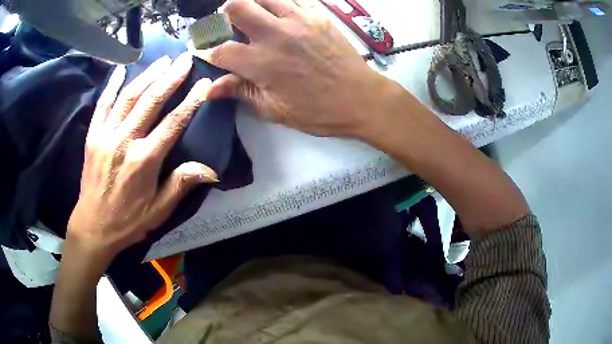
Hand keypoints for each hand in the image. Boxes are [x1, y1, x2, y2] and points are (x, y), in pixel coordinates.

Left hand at [66, 54, 217, 264]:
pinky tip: (120, 70)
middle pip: (150, 101)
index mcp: (144, 161)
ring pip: (128, 97)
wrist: (93, 226)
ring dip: (147, 76)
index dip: (190, 101)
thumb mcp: (158, 211)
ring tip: (162, 60)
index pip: (172, 123)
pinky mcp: (92, 136)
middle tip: (185, 60)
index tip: (204, 83)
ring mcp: (105, 136)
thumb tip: (211, 169)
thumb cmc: (128, 221)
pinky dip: (111, 85)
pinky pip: (102, 105)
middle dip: (170, 78)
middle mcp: (124, 142)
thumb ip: (180, 185)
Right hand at [199, 0, 398, 137]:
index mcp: (260, 63)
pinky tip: (279, 13)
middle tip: (228, 23)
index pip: (220, 49)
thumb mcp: (274, 109)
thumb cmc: (317, 111)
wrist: (360, 97)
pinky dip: (279, 3)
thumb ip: (240, 92)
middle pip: (237, 7)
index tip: (208, 52)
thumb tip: (208, 89)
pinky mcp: (317, 15)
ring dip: (252, 3)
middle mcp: (275, 34)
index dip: (208, 51)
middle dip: (225, 14)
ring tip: (252, 14)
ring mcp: (298, 20)